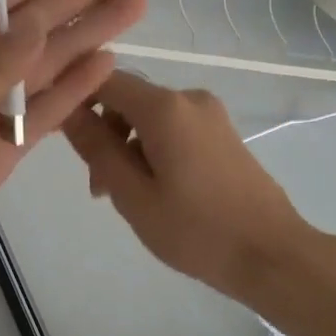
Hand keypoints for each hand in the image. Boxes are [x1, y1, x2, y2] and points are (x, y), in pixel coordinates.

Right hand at [61, 71, 310, 302]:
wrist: (271, 254)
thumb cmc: (195, 230)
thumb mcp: (132, 194)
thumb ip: (96, 148)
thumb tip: (66, 109)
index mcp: (165, 108)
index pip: (104, 81)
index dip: (77, 101)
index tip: (65, 139)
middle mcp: (189, 99)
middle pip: (128, 101)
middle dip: (105, 136)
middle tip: (100, 190)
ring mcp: (211, 115)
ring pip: (150, 119)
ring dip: (128, 149)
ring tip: (128, 199)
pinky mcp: (223, 134)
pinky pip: (174, 130)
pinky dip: (154, 152)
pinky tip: (159, 192)